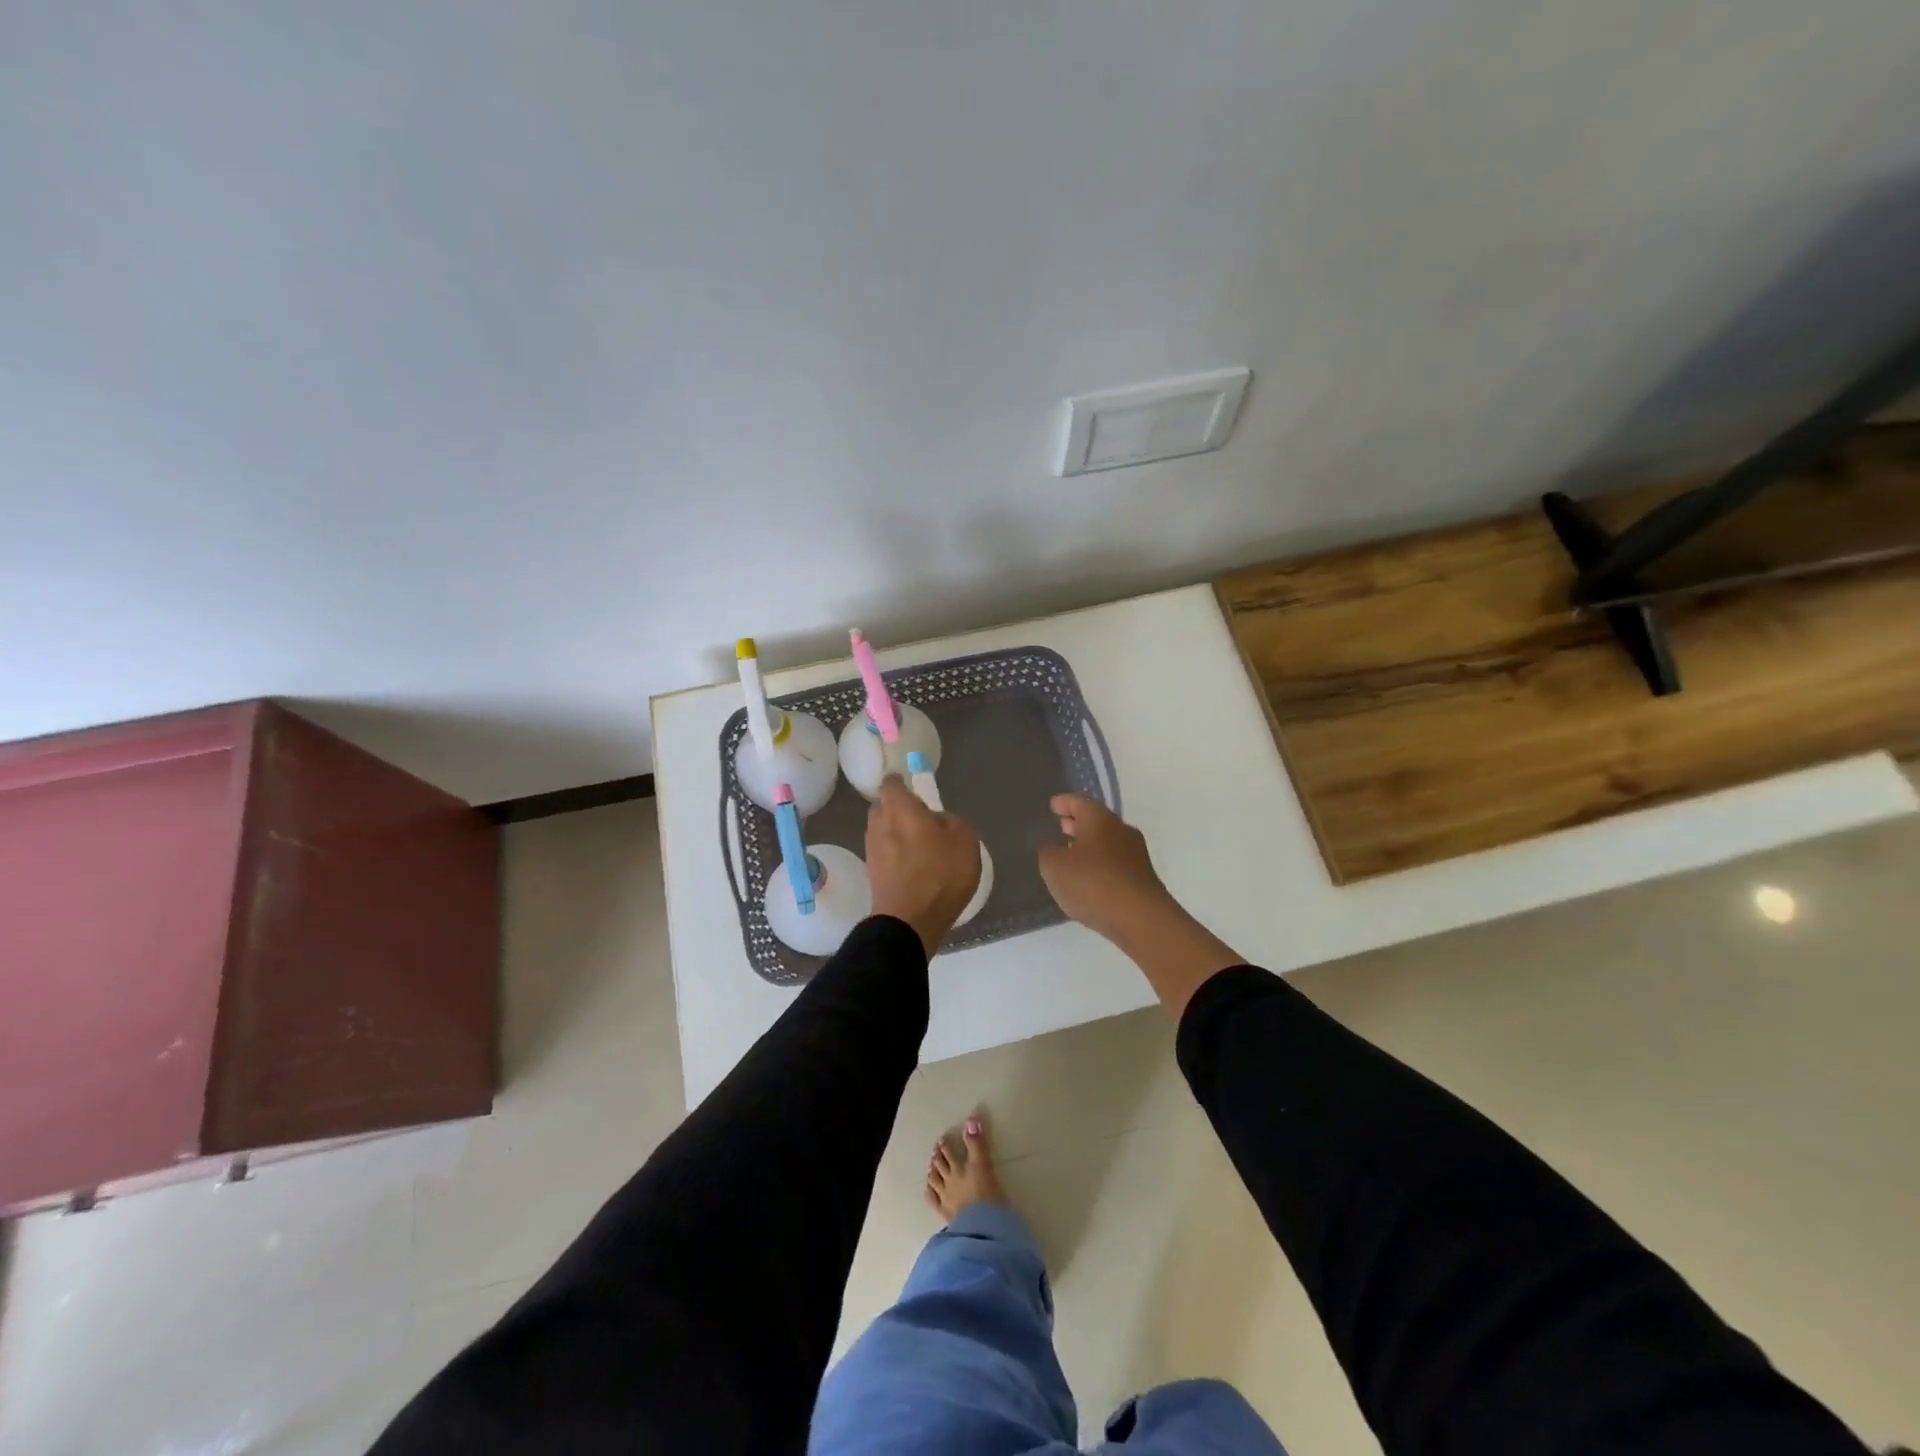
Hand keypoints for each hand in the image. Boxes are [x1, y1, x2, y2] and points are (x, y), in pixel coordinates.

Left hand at [866, 775, 981, 956]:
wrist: (910, 921)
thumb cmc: (940, 873)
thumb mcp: (965, 839)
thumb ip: (952, 821)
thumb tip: (938, 821)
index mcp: (899, 808)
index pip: (891, 784)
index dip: (901, 784)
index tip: (914, 790)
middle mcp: (878, 824)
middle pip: (883, 807)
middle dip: (898, 809)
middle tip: (921, 819)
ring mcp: (872, 851)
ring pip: (882, 832)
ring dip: (896, 834)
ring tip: (920, 847)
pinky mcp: (872, 875)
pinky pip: (884, 855)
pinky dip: (895, 856)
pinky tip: (914, 868)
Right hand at [1036, 793, 1177, 945]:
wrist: (1140, 918)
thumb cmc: (1092, 883)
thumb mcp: (1054, 867)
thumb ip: (1048, 853)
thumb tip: (1052, 848)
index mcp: (1099, 819)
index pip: (1079, 802)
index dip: (1064, 803)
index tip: (1053, 805)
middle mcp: (1121, 830)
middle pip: (1096, 820)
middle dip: (1078, 823)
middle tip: (1061, 826)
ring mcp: (1136, 854)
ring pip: (1107, 841)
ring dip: (1090, 845)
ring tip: (1071, 854)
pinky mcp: (1142, 877)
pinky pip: (1116, 862)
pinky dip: (1100, 863)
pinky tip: (1089, 878)